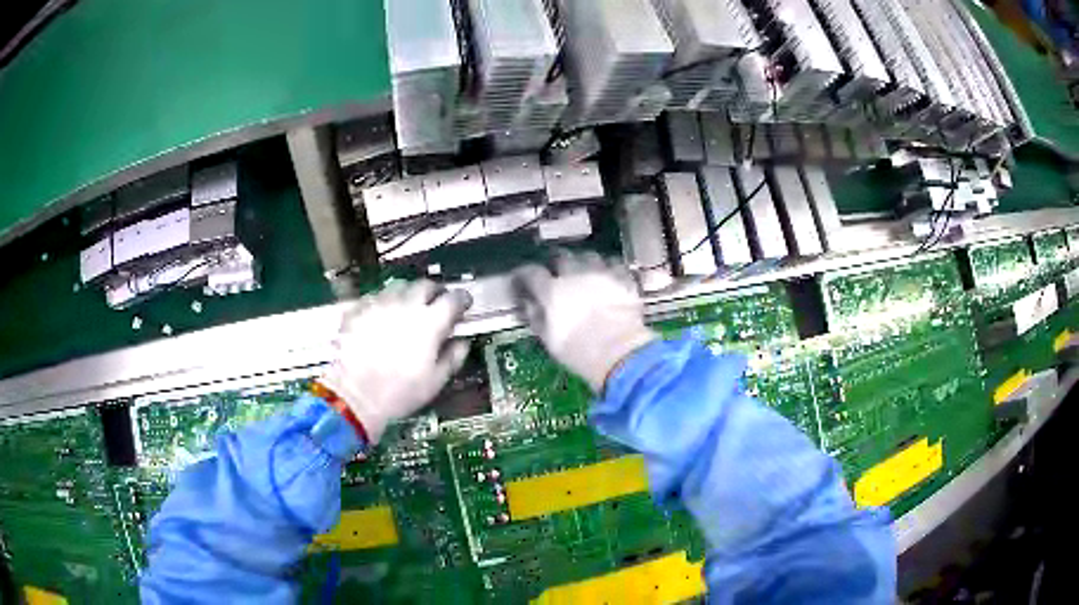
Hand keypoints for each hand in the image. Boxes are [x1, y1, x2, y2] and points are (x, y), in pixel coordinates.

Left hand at [319, 280, 471, 443]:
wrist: (354, 395)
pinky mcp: (358, 310)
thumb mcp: (435, 382)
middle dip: (435, 292)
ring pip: (399, 287)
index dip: (462, 300)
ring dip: (408, 294)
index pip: (453, 299)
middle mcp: (406, 305)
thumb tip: (461, 343)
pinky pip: (375, 298)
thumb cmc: (399, 392)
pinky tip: (382, 317)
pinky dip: (383, 303)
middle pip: (425, 285)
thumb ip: (453, 357)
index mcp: (430, 322)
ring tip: (408, 308)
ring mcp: (379, 304)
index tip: (464, 305)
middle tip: (437, 304)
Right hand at [512, 252, 657, 392]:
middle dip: (556, 262)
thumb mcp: (550, 340)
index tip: (523, 277)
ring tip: (584, 270)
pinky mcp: (623, 279)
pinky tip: (609, 276)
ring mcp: (601, 274)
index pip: (532, 273)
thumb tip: (530, 307)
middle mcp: (575, 275)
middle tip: (555, 271)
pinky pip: (614, 265)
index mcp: (552, 291)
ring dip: (583, 262)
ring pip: (588, 256)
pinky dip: (609, 268)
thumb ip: (537, 318)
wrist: (620, 351)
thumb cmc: (580, 351)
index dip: (525, 273)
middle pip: (561, 256)